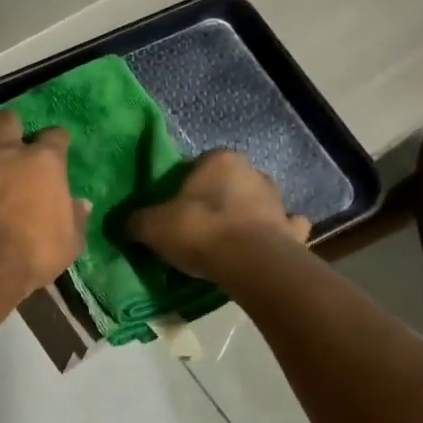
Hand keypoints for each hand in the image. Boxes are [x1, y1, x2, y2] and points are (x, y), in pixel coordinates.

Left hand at [0, 111, 89, 300]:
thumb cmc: (32, 254)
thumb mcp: (69, 243)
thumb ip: (76, 219)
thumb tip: (82, 204)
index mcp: (43, 162)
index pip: (55, 135)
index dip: (56, 140)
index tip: (57, 148)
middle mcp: (6, 151)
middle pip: (7, 119)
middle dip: (10, 127)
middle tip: (11, 143)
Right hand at [127, 149, 309, 280]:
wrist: (249, 263)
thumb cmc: (199, 230)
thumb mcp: (152, 226)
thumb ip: (138, 221)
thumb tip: (129, 224)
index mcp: (219, 159)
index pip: (197, 165)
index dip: (183, 186)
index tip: (173, 209)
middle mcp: (253, 172)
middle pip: (228, 183)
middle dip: (216, 199)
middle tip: (196, 226)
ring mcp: (278, 201)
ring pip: (257, 203)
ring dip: (245, 216)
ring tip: (226, 242)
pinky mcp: (293, 231)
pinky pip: (284, 228)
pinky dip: (276, 235)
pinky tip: (262, 248)